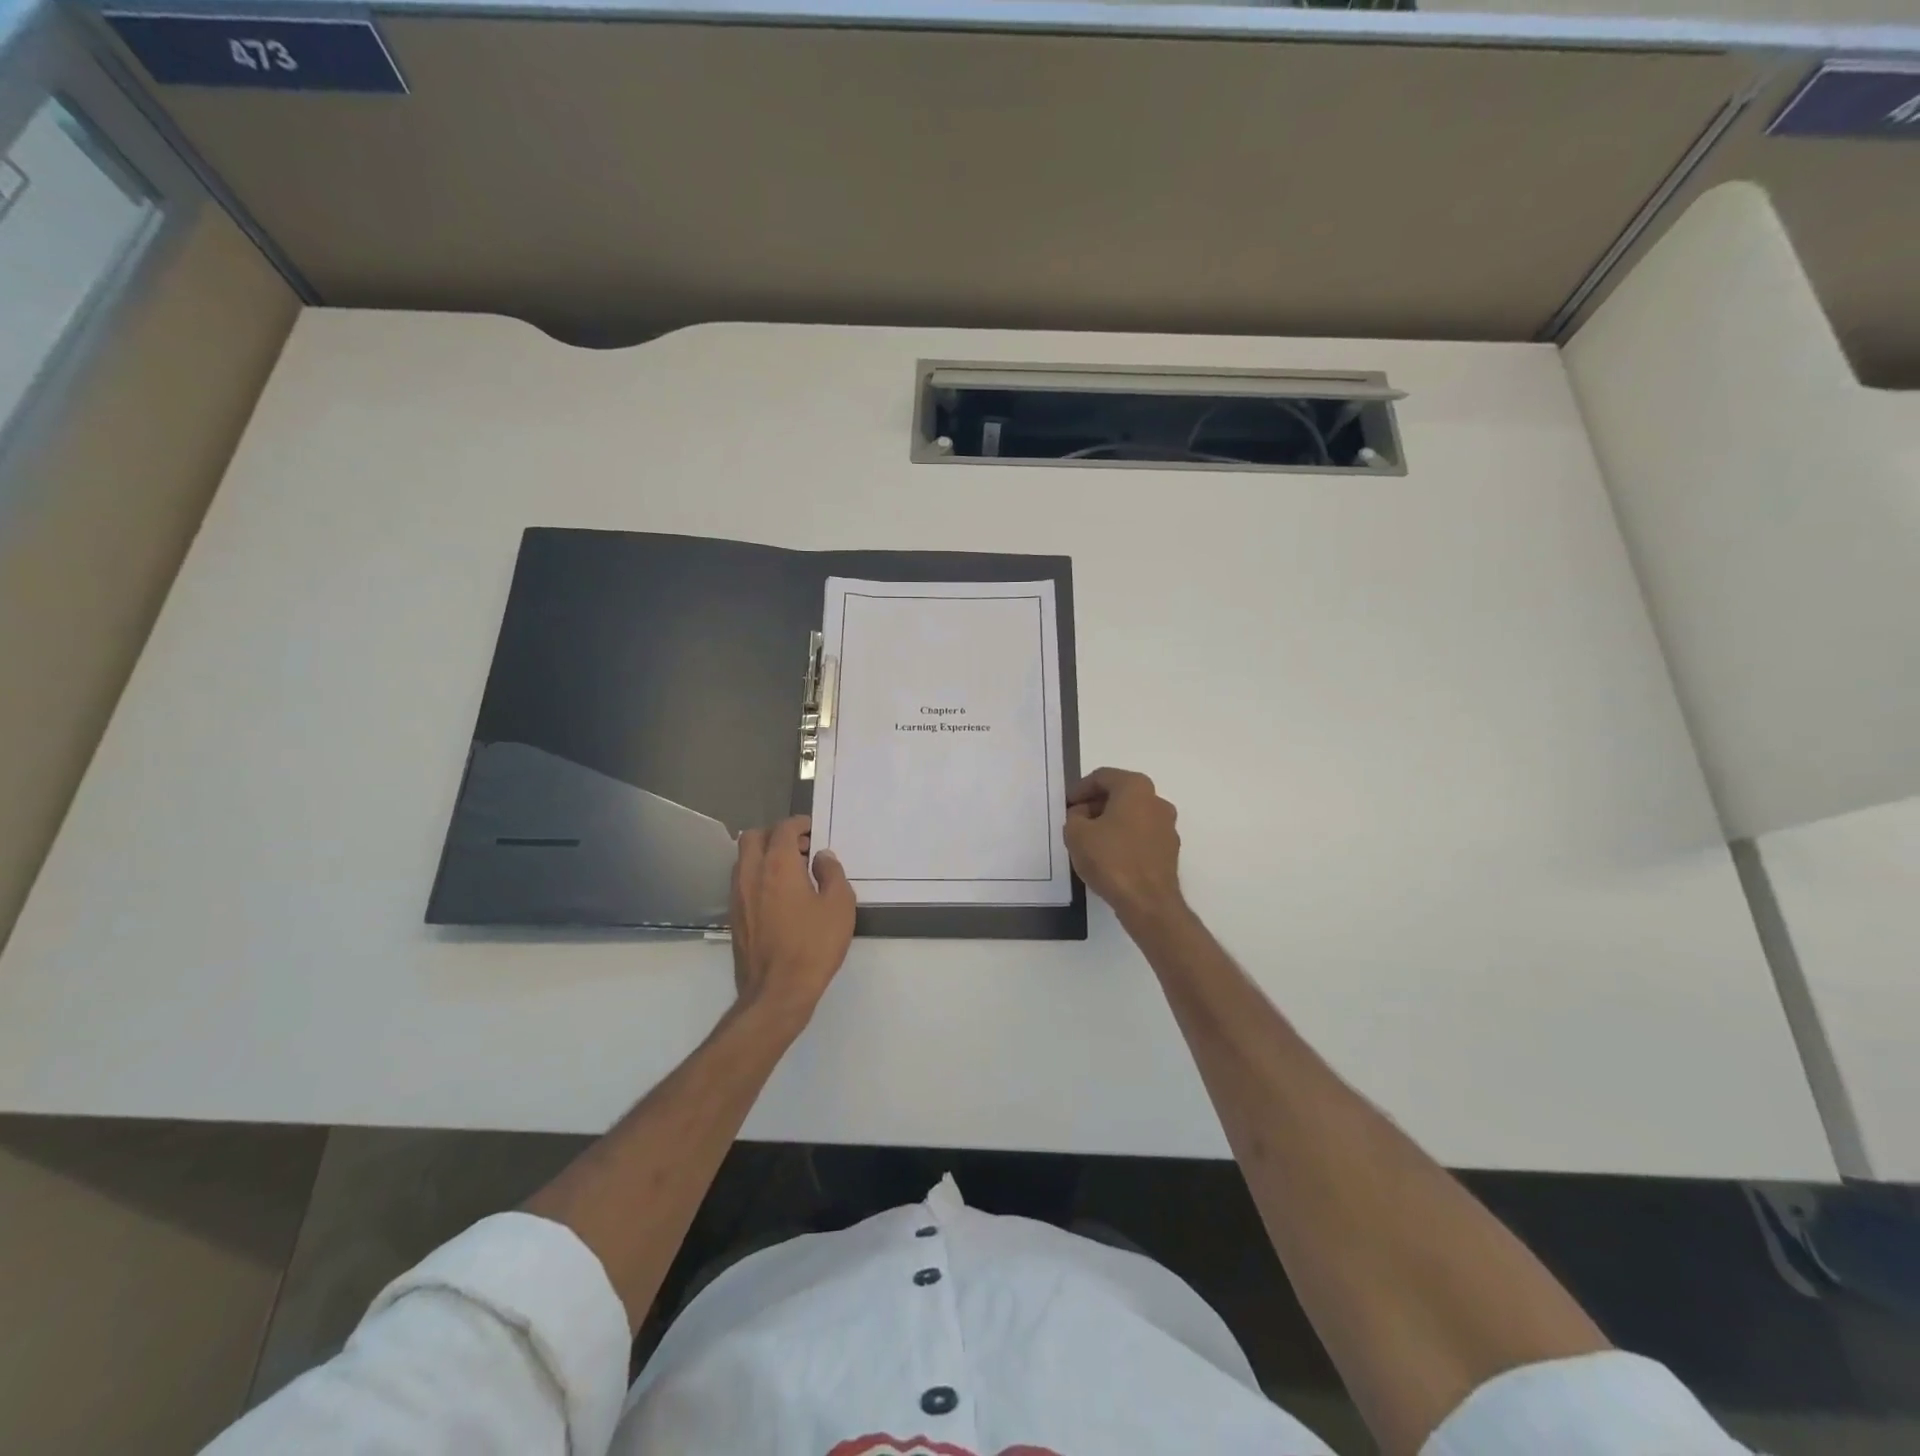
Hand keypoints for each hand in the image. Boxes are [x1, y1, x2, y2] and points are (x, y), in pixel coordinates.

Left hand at [729, 816, 855, 1027]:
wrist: (777, 992)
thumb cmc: (813, 945)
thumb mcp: (840, 905)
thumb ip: (832, 873)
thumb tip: (821, 858)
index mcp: (778, 865)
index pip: (783, 829)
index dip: (798, 824)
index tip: (812, 830)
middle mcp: (751, 874)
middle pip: (753, 837)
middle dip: (776, 834)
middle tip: (799, 846)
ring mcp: (738, 896)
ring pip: (743, 859)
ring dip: (764, 854)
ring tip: (791, 870)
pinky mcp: (734, 917)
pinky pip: (742, 881)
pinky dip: (758, 875)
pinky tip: (779, 895)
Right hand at [1064, 768, 1184, 922]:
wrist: (1147, 902)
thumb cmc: (1111, 859)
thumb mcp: (1076, 834)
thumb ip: (1074, 816)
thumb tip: (1083, 815)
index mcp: (1136, 788)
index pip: (1102, 777)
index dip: (1080, 789)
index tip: (1066, 805)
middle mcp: (1157, 801)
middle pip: (1120, 794)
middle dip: (1095, 804)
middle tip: (1075, 820)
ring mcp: (1167, 826)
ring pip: (1132, 815)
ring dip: (1110, 822)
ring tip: (1089, 840)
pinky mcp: (1170, 850)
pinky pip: (1141, 834)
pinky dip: (1124, 838)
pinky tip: (1108, 856)